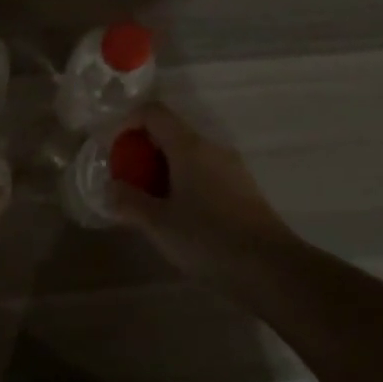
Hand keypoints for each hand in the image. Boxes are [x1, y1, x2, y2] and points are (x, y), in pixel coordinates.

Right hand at [110, 103, 297, 283]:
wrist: (271, 268)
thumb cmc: (208, 240)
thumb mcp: (159, 224)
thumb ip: (130, 202)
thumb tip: (111, 187)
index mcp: (189, 146)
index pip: (154, 112)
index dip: (129, 122)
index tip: (115, 150)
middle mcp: (212, 148)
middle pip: (171, 133)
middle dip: (144, 152)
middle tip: (128, 183)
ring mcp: (232, 167)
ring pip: (189, 155)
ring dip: (164, 170)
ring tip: (150, 204)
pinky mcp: (243, 189)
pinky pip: (205, 173)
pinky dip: (185, 183)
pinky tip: (181, 218)